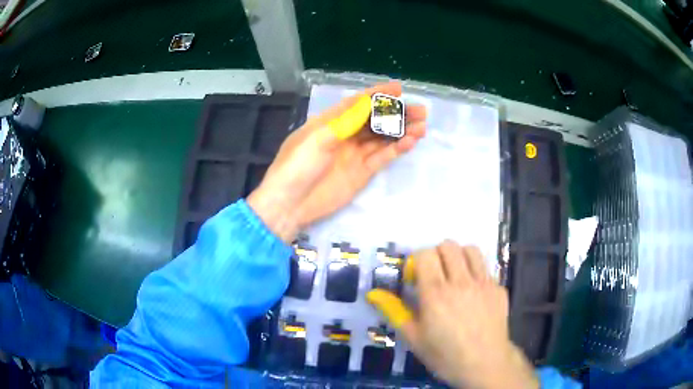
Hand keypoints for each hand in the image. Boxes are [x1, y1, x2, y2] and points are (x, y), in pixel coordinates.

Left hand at [247, 82, 426, 241]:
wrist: (290, 204)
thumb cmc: (297, 166)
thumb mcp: (317, 138)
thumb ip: (344, 121)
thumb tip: (368, 103)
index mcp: (329, 122)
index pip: (357, 103)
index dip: (378, 95)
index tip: (399, 89)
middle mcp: (344, 135)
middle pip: (375, 120)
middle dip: (397, 114)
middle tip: (421, 110)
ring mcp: (354, 155)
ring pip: (382, 139)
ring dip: (401, 131)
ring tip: (422, 126)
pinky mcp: (361, 173)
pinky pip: (382, 157)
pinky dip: (396, 149)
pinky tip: (410, 142)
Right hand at [367, 241, 537, 388]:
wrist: (484, 365)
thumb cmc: (444, 355)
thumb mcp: (414, 337)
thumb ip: (394, 311)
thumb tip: (373, 293)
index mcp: (436, 293)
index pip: (425, 254)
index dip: (416, 261)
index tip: (415, 279)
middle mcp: (461, 281)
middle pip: (448, 246)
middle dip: (436, 255)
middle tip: (434, 275)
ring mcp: (484, 283)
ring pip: (471, 249)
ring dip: (459, 256)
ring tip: (455, 275)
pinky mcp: (499, 288)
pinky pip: (486, 269)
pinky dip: (477, 274)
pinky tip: (474, 295)